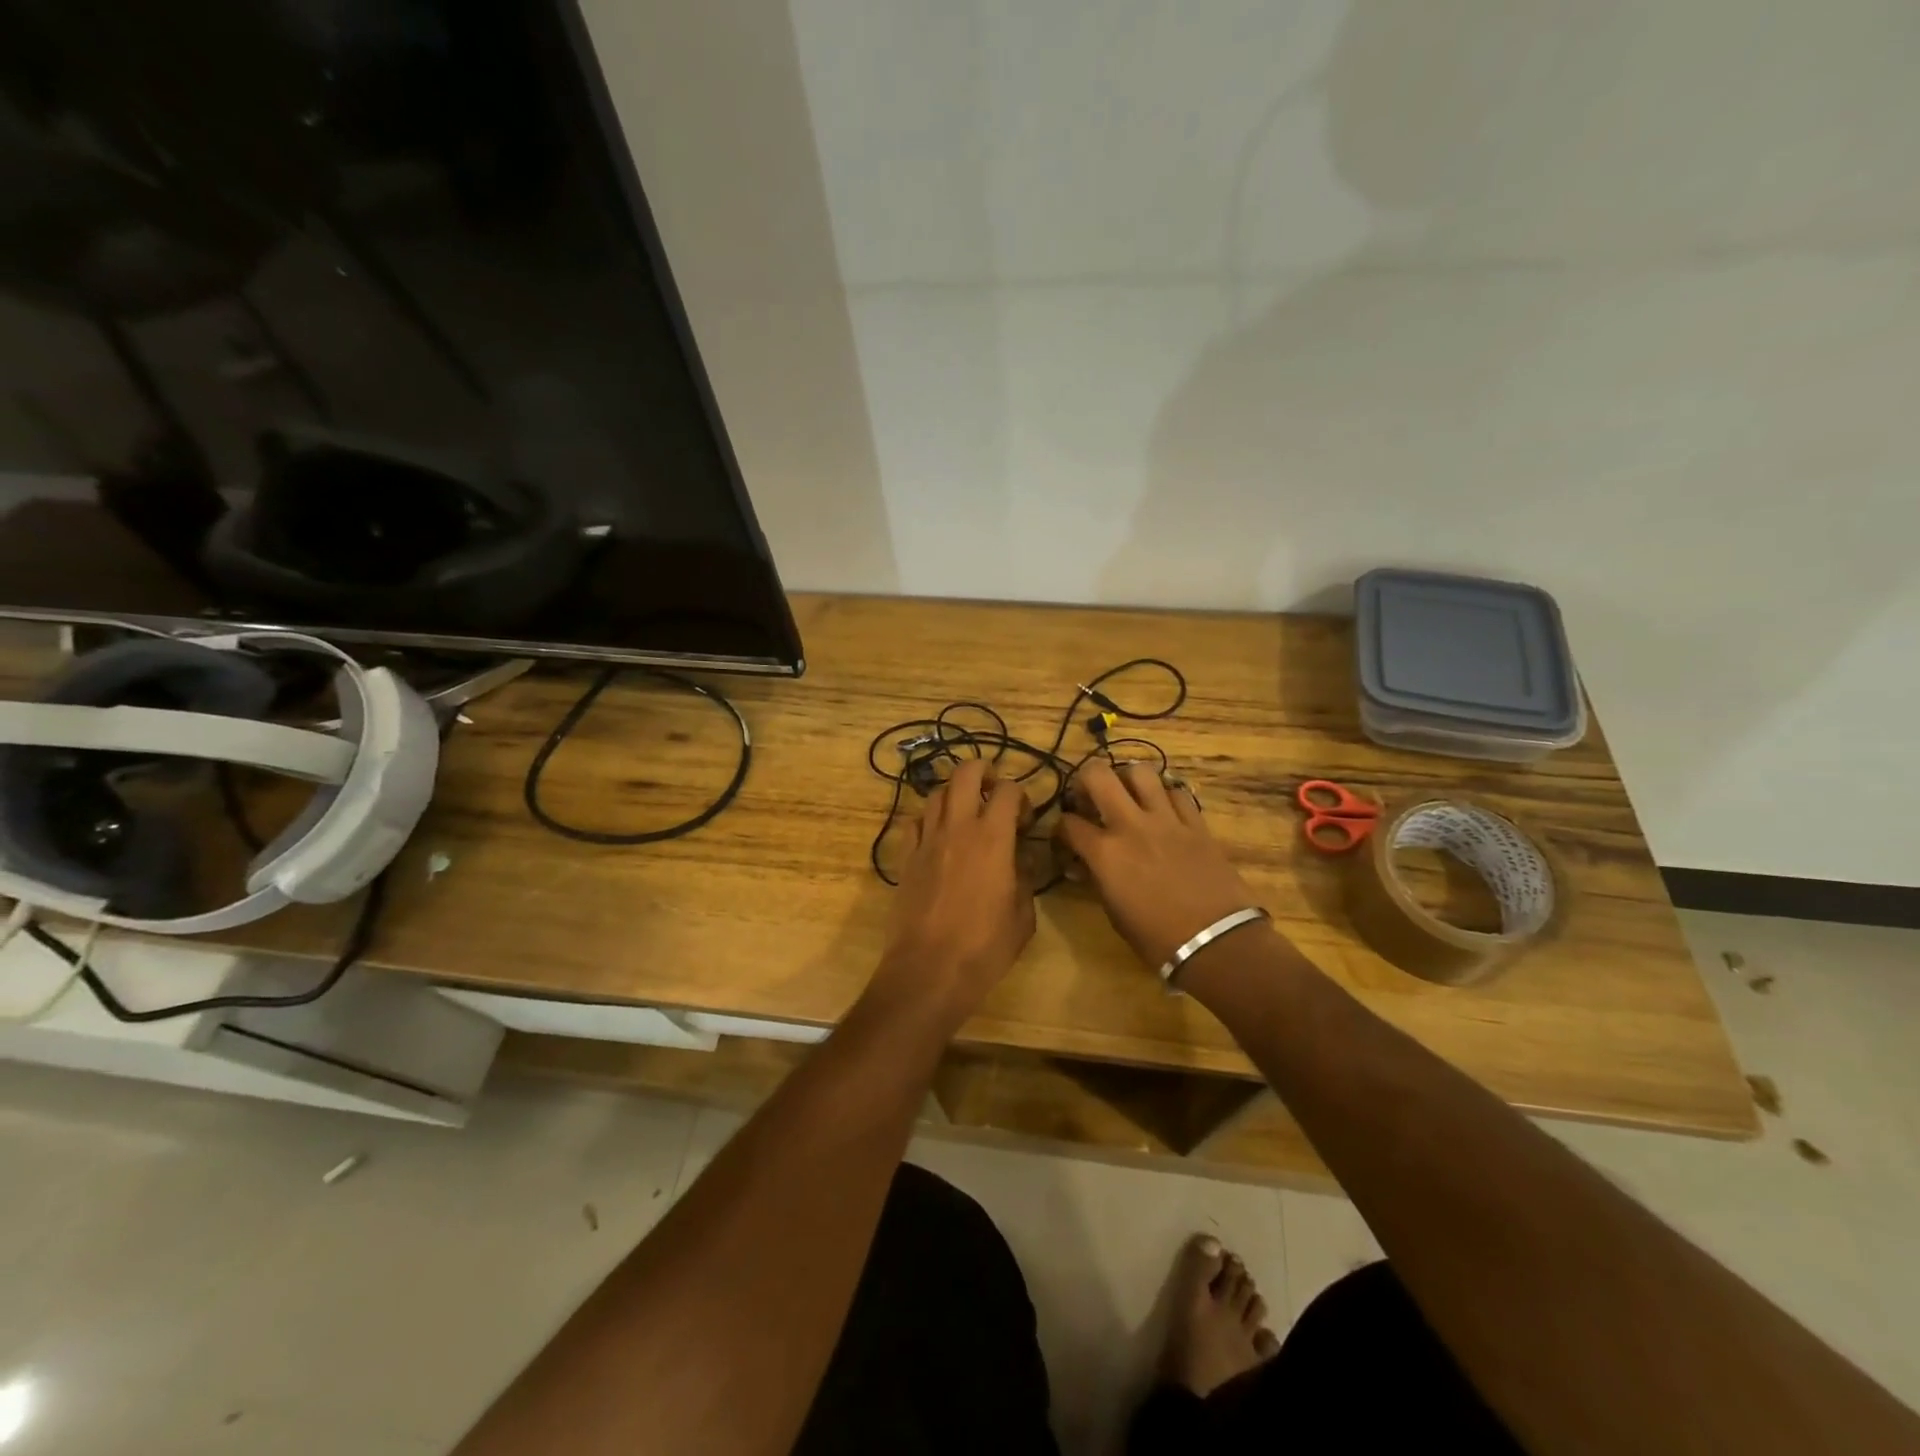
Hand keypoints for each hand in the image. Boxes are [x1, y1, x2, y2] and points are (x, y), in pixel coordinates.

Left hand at [869, 758, 1035, 1031]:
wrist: (929, 969)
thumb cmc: (985, 947)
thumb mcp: (1023, 916)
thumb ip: (1025, 878)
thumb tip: (1023, 858)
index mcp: (993, 838)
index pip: (1008, 791)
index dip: (1021, 797)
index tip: (1025, 821)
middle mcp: (957, 828)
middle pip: (965, 773)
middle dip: (983, 770)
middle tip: (994, 788)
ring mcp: (927, 840)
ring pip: (937, 793)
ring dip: (956, 793)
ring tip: (967, 811)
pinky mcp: (906, 857)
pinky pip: (915, 822)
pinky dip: (929, 819)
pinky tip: (938, 836)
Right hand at [1056, 759, 1260, 970]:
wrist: (1217, 942)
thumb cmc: (1157, 939)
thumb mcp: (1114, 913)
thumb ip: (1098, 879)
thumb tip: (1087, 865)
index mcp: (1105, 853)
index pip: (1069, 823)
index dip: (1061, 827)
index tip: (1066, 835)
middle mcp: (1131, 825)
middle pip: (1099, 775)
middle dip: (1085, 779)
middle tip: (1089, 795)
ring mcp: (1166, 820)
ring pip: (1141, 772)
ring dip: (1128, 778)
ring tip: (1128, 793)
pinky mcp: (1196, 823)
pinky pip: (1177, 792)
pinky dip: (1166, 795)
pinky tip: (1164, 809)